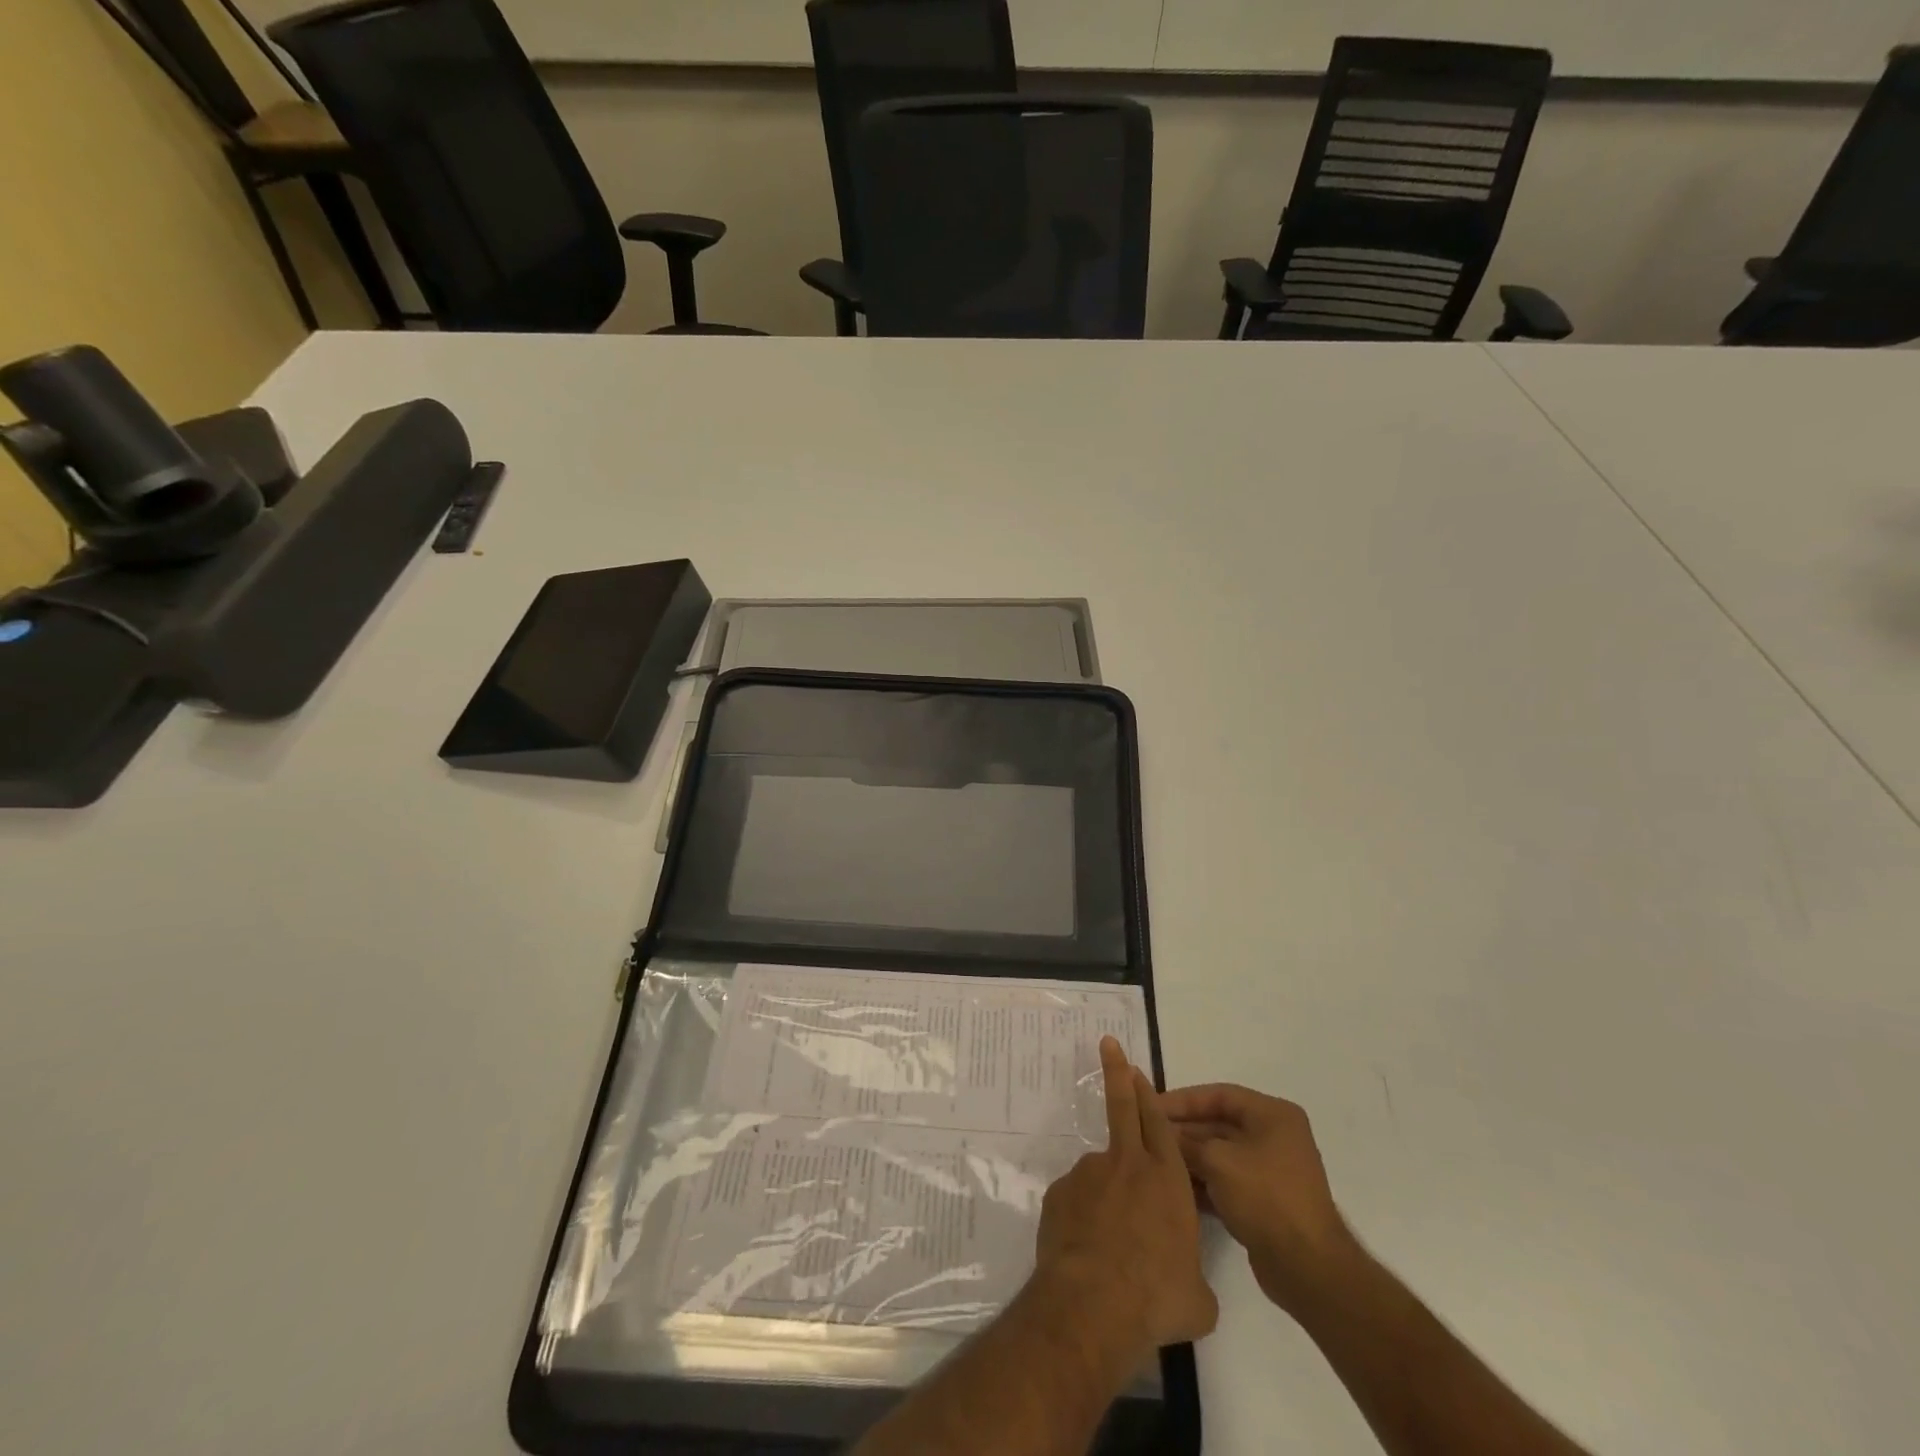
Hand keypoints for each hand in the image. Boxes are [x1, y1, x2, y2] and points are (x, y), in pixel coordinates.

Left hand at [1034, 1037, 1217, 1355]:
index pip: (1159, 1123)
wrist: (1094, 1302)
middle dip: (1117, 1073)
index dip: (1148, 1094)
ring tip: (1109, 1250)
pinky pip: (1075, 1201)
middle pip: (1123, 1108)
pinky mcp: (1059, 1193)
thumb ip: (1194, 1278)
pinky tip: (1085, 1253)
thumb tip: (1189, 1286)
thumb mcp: (1197, 1298)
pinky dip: (1081, 1218)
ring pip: (1099, 1174)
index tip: (1136, 1068)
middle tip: (1108, 1045)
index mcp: (1167, 1179)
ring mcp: (1089, 1174)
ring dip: (1105, 1198)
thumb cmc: (1157, 1297)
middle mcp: (1127, 1165)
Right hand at [1160, 1083, 1356, 1313]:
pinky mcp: (1264, 1201)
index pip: (1218, 1095)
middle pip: (1218, 1124)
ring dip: (1189, 1158)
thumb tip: (1161, 1132)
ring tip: (1153, 1162)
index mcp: (1272, 1115)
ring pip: (1220, 1154)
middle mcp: (1274, 1137)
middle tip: (1146, 1136)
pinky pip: (1226, 1181)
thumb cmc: (1266, 1198)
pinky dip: (1203, 1183)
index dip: (1183, 1099)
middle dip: (1183, 1131)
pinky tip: (1174, 1189)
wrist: (1309, 1270)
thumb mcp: (1218, 1161)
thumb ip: (1186, 1142)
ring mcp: (1270, 1171)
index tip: (1150, 1106)